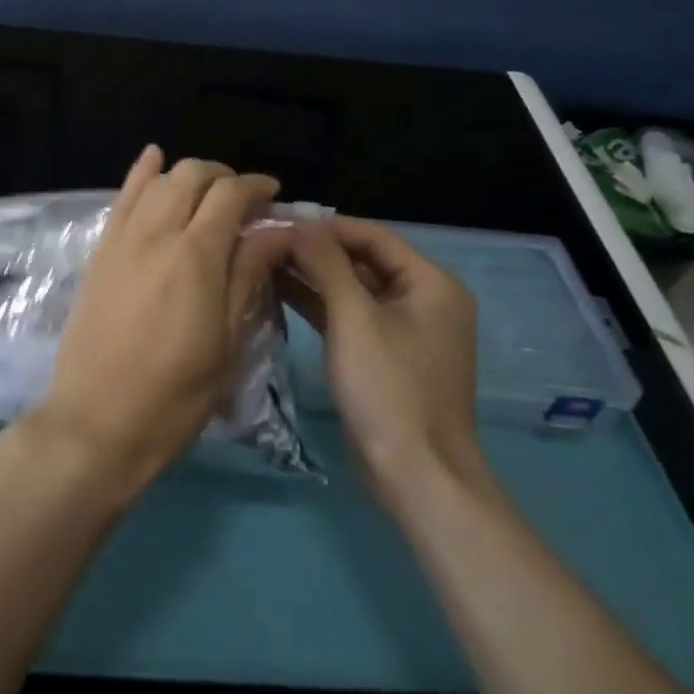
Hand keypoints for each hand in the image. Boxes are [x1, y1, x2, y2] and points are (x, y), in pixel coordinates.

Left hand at [29, 147, 287, 501]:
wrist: (97, 422)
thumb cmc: (175, 395)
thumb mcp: (226, 341)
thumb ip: (247, 275)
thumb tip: (276, 230)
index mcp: (195, 256)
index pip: (230, 195)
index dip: (257, 187)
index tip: (274, 195)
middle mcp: (156, 234)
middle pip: (192, 176)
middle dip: (224, 176)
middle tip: (244, 200)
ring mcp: (121, 240)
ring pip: (157, 180)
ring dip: (188, 175)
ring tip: (207, 191)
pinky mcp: (100, 252)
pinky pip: (120, 198)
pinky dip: (141, 173)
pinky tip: (154, 156)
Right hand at [279, 217, 484, 507]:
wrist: (416, 474)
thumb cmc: (389, 387)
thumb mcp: (354, 318)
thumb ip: (326, 264)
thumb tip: (298, 223)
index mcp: (431, 283)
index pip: (372, 236)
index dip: (325, 226)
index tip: (278, 219)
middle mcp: (422, 299)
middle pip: (362, 260)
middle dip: (315, 250)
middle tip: (265, 238)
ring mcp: (403, 330)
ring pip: (352, 289)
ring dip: (312, 276)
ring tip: (263, 259)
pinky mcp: (383, 356)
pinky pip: (349, 317)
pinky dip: (318, 305)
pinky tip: (278, 291)